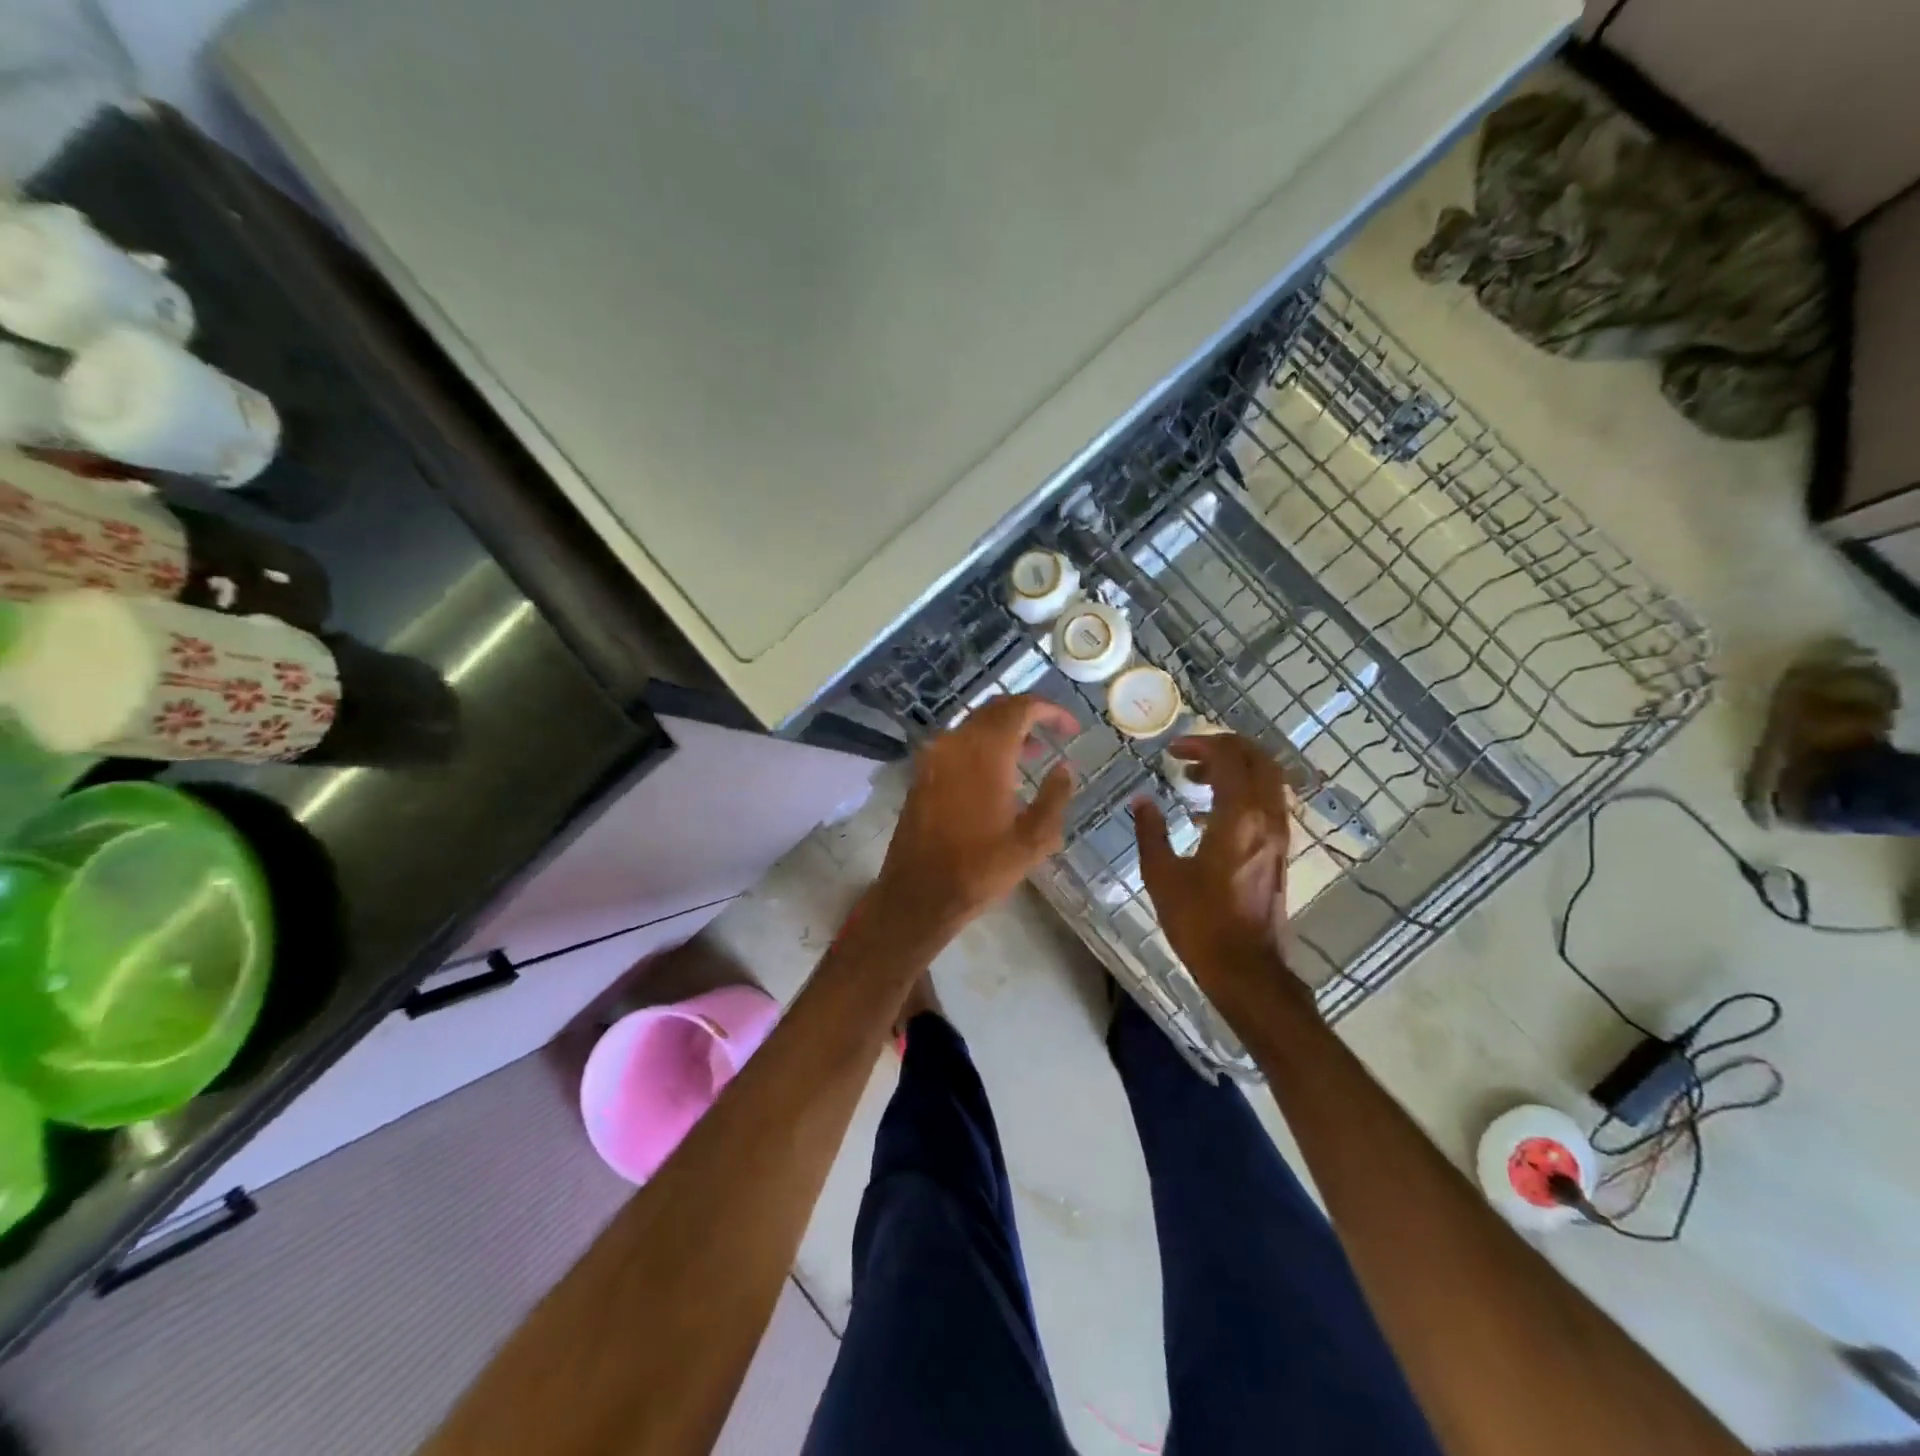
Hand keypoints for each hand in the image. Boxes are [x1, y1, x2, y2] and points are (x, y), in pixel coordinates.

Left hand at [869, 694, 1077, 945]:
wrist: (918, 894)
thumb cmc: (980, 869)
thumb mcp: (1033, 840)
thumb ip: (1055, 797)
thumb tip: (1064, 767)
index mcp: (985, 753)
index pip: (1020, 708)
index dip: (1050, 710)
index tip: (1071, 728)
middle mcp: (955, 743)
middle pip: (994, 710)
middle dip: (1026, 715)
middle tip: (1053, 733)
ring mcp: (933, 757)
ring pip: (974, 726)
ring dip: (1004, 731)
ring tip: (1032, 755)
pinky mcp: (921, 774)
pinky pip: (957, 744)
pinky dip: (982, 746)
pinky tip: (998, 775)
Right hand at [1134, 734, 1296, 1003]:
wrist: (1245, 968)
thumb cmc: (1199, 922)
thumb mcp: (1162, 875)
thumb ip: (1151, 831)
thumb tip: (1142, 801)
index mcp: (1237, 818)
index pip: (1228, 758)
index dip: (1199, 745)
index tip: (1171, 751)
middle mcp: (1266, 818)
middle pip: (1259, 759)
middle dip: (1225, 747)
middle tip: (1190, 754)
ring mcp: (1279, 835)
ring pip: (1269, 778)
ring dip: (1237, 767)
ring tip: (1198, 779)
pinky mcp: (1280, 851)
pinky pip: (1269, 801)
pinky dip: (1246, 789)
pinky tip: (1214, 810)